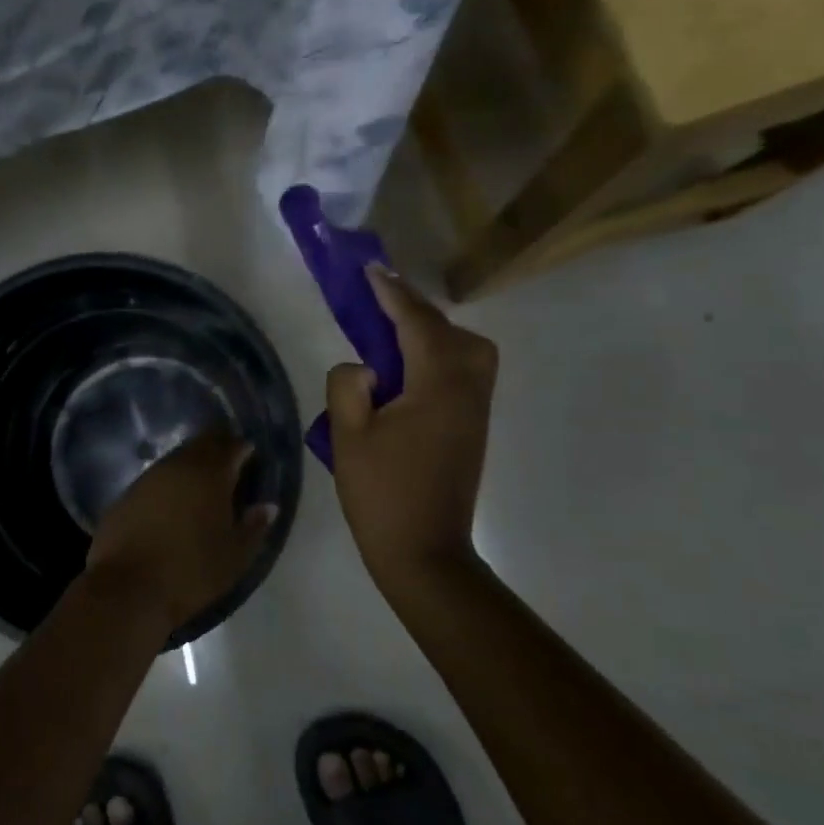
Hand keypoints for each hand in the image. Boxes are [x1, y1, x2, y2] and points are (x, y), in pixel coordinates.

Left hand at [84, 430, 278, 632]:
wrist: (127, 590)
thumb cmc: (191, 573)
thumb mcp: (235, 557)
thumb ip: (254, 527)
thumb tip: (268, 506)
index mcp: (211, 475)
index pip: (232, 446)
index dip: (244, 448)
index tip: (252, 456)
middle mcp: (178, 466)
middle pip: (202, 445)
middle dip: (218, 448)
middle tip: (230, 462)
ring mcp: (148, 477)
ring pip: (177, 459)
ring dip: (192, 464)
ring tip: (203, 481)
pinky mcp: (126, 494)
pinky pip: (155, 478)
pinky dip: (169, 483)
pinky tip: (172, 501)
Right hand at [327, 267, 497, 581]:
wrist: (425, 554)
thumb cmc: (382, 495)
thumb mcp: (348, 437)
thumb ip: (348, 386)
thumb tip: (364, 367)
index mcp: (437, 387)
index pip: (418, 324)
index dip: (393, 294)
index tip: (371, 270)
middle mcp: (467, 390)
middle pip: (453, 332)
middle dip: (416, 311)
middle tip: (379, 307)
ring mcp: (475, 410)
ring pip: (467, 351)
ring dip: (432, 334)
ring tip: (392, 338)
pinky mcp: (472, 428)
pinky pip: (464, 373)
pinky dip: (440, 356)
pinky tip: (408, 371)